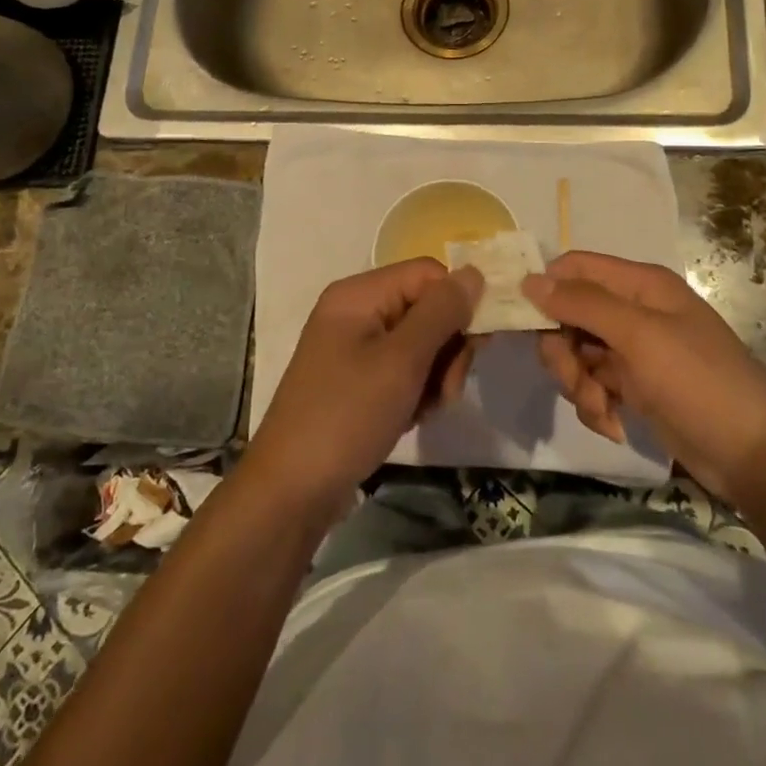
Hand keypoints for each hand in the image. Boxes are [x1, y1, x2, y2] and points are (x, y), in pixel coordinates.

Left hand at [245, 259, 482, 515]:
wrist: (291, 492)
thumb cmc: (346, 416)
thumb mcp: (401, 361)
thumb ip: (441, 312)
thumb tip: (475, 272)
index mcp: (359, 294)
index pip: (428, 274)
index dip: (456, 303)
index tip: (474, 346)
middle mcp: (356, 311)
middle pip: (426, 308)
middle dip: (447, 348)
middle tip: (446, 390)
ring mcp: (354, 347)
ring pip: (421, 343)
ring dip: (435, 376)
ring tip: (424, 410)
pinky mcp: (357, 380)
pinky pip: (403, 370)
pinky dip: (416, 392)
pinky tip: (410, 418)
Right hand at [523, 251, 765, 506]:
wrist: (753, 454)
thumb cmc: (698, 381)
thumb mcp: (639, 336)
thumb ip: (583, 304)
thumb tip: (529, 280)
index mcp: (639, 284)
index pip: (574, 268)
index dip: (546, 290)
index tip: (524, 324)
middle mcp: (633, 310)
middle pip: (569, 314)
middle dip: (562, 351)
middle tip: (574, 379)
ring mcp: (633, 350)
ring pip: (576, 353)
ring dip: (578, 384)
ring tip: (601, 409)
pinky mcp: (634, 387)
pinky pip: (592, 385)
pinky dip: (594, 405)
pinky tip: (614, 425)